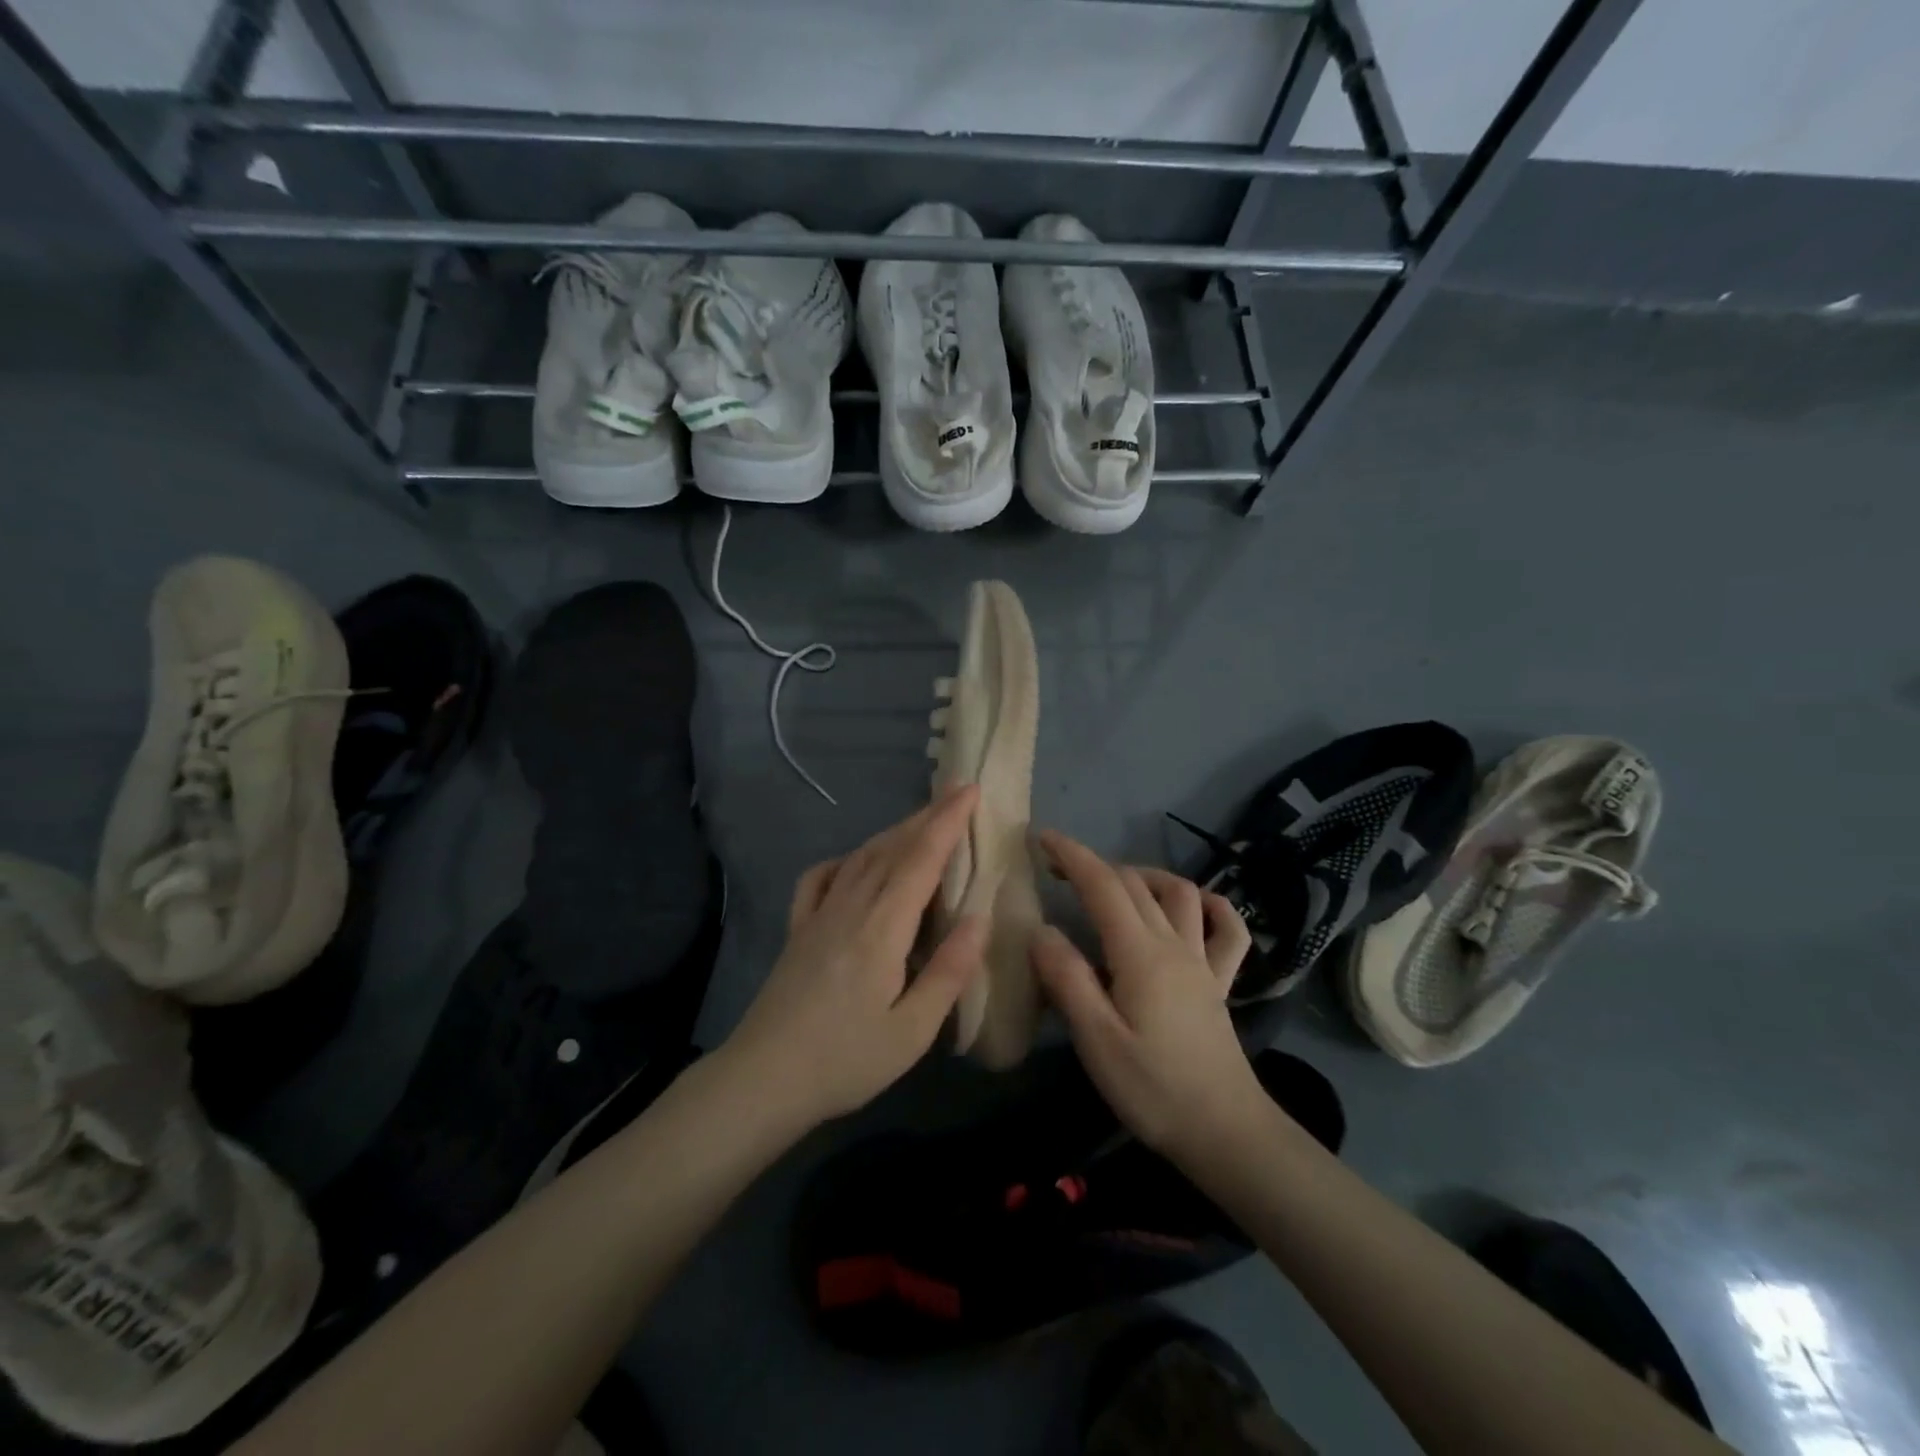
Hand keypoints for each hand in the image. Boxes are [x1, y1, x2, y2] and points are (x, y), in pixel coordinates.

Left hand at [718, 787, 987, 1130]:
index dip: (948, 822)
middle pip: (892, 848)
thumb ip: (949, 971)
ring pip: (861, 857)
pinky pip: (821, 878)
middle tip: (956, 794)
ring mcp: (818, 915)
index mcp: (882, 928)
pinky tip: (854, 861)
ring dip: (894, 833)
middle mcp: (850, 907)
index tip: (970, 790)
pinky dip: (844, 859)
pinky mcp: (798, 929)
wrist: (762, 1079)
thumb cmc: (845, 1060)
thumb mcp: (911, 1031)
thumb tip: (980, 918)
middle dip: (927, 817)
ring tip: (920, 820)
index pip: (921, 859)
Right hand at [1030, 831, 1263, 1157]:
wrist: (1226, 1133)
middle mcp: (1174, 944)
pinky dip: (1214, 907)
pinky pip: (1229, 932)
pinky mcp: (1220, 983)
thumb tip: (1041, 930)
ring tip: (1115, 885)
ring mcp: (1203, 961)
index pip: (1102, 885)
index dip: (1071, 855)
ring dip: (1145, 876)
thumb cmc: (1153, 1089)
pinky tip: (1196, 907)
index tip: (1040, 837)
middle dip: (1094, 864)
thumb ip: (1067, 979)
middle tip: (1057, 869)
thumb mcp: (1096, 1040)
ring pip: (1180, 893)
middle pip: (1134, 883)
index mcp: (1140, 953)